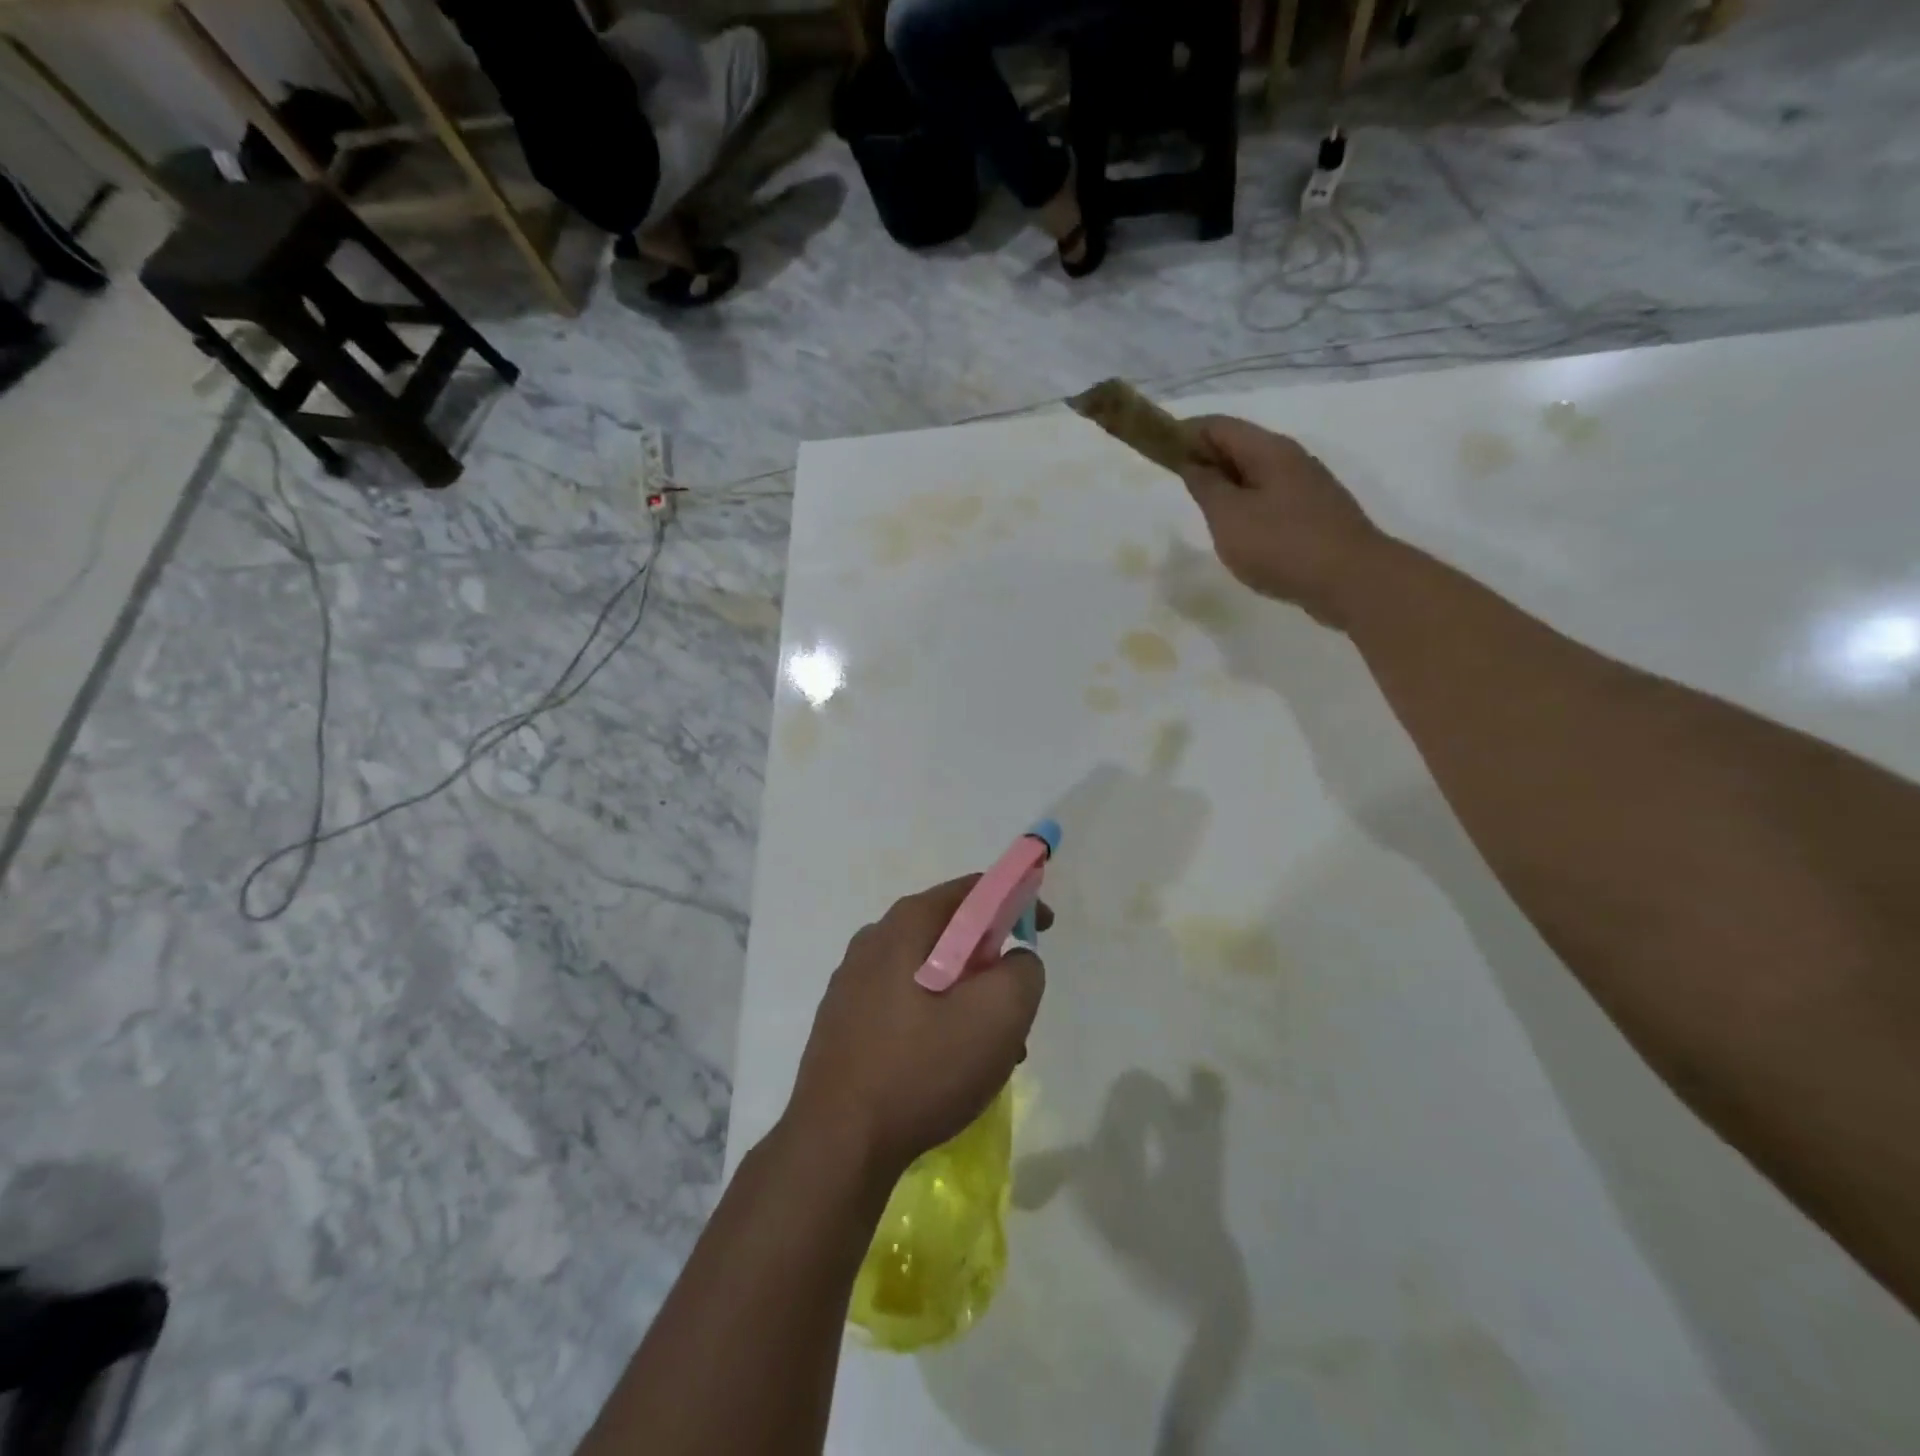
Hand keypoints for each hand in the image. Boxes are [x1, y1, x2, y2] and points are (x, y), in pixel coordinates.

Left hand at [785, 877, 1047, 1179]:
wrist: (836, 1144)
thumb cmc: (922, 1069)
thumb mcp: (999, 1015)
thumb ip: (1023, 971)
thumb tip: (1015, 961)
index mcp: (906, 924)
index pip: (973, 890)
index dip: (1017, 901)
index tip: (1044, 930)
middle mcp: (873, 940)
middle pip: (951, 933)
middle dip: (992, 963)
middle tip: (1017, 1006)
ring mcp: (852, 981)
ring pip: (929, 973)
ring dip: (968, 1000)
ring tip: (991, 1053)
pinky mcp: (842, 1021)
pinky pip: (904, 1003)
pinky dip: (937, 1020)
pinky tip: (949, 1068)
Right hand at [1179, 416, 1386, 627]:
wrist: (1352, 580)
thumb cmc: (1282, 545)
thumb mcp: (1229, 516)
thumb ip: (1206, 486)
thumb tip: (1193, 464)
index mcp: (1268, 450)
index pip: (1217, 426)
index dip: (1183, 433)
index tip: (1158, 454)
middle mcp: (1291, 459)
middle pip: (1238, 446)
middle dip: (1205, 460)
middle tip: (1177, 488)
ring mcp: (1307, 487)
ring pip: (1255, 475)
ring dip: (1227, 487)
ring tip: (1205, 515)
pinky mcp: (1315, 515)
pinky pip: (1271, 499)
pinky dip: (1247, 507)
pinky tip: (1240, 536)